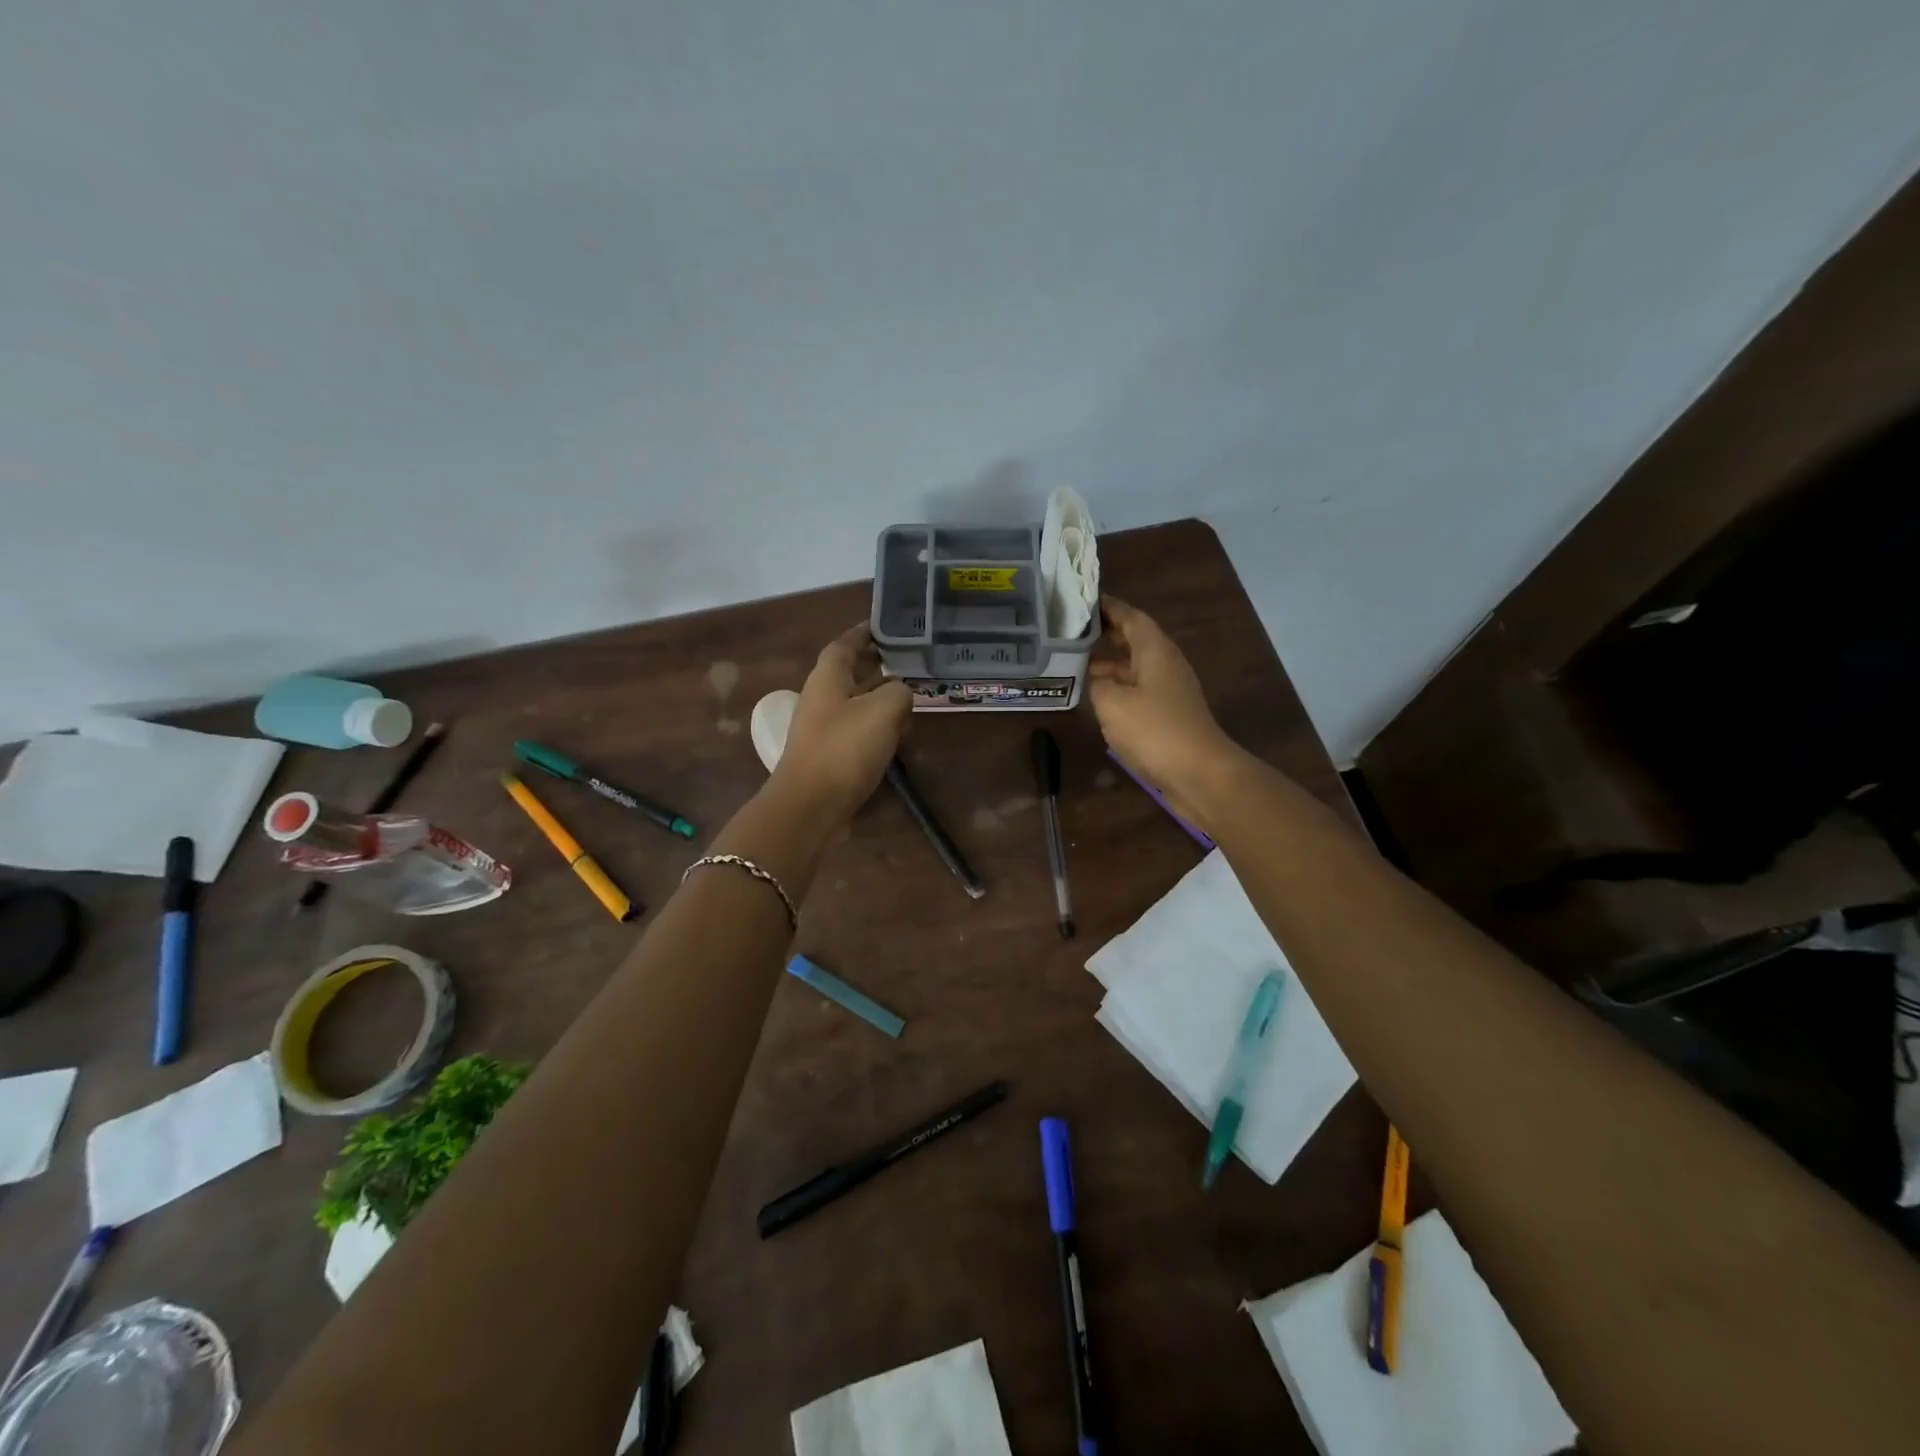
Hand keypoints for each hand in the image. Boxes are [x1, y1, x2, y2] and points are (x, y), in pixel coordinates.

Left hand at [770, 624, 910, 823]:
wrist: (810, 807)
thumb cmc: (844, 750)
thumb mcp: (883, 711)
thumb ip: (899, 692)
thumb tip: (902, 692)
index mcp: (827, 678)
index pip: (845, 644)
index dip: (864, 633)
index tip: (886, 626)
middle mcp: (821, 698)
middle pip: (850, 672)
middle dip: (876, 664)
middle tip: (907, 660)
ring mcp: (824, 729)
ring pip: (855, 702)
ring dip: (880, 697)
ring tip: (910, 697)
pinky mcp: (830, 756)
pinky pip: (857, 730)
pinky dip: (877, 726)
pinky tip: (898, 735)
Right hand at [1088, 596, 1241, 829]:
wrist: (1199, 773)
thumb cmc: (1154, 730)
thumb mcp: (1112, 703)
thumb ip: (1097, 684)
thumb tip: (1096, 679)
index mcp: (1155, 651)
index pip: (1131, 617)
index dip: (1108, 607)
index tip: (1084, 600)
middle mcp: (1166, 664)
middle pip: (1135, 640)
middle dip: (1107, 634)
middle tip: (1075, 631)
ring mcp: (1170, 691)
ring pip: (1136, 667)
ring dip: (1111, 664)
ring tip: (1078, 665)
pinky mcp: (1170, 715)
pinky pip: (1139, 690)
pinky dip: (1118, 688)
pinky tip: (1098, 700)